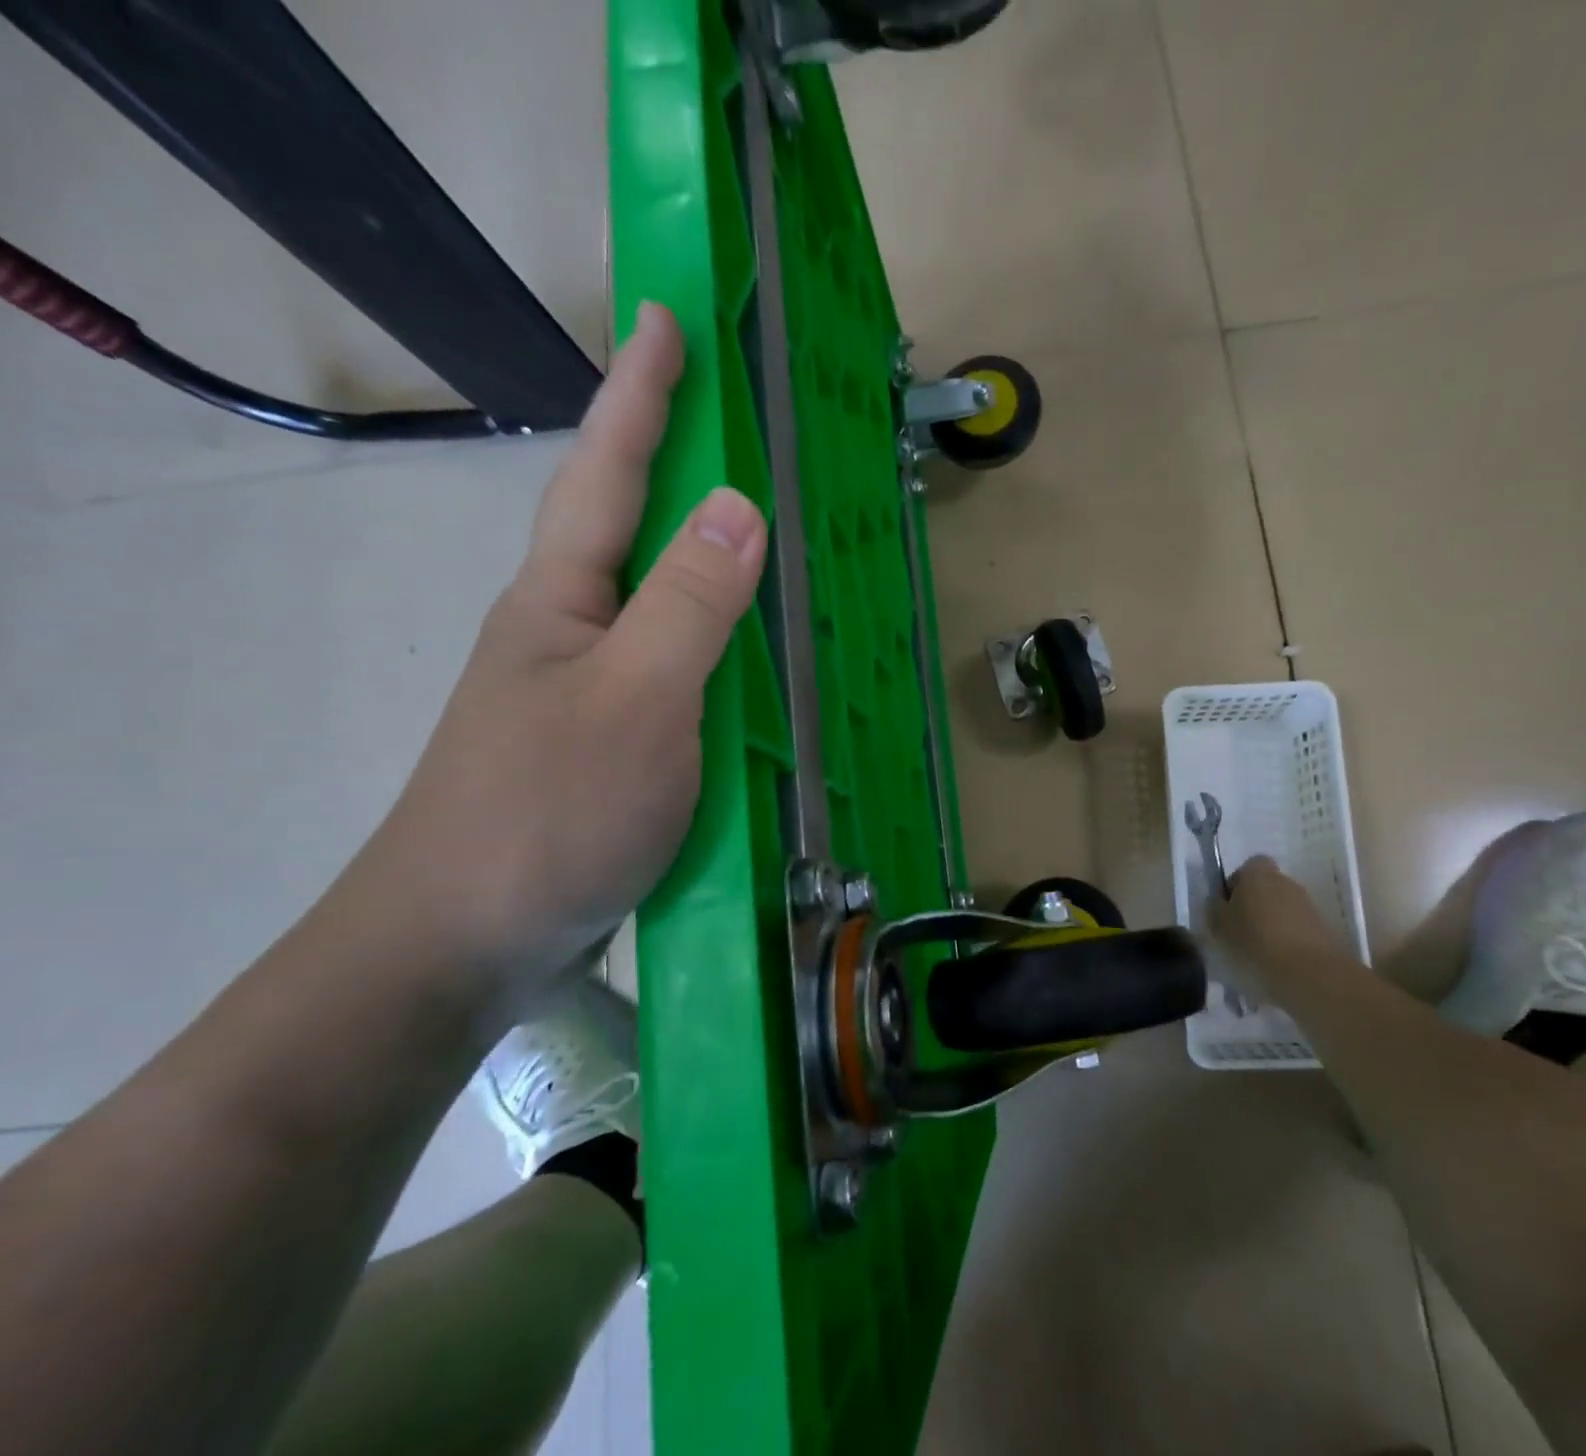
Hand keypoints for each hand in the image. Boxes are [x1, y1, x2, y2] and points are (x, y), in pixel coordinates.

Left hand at [357, 303, 766, 1001]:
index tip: (664, 317)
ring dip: (709, 565)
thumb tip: (740, 506)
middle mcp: (572, 632)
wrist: (466, 942)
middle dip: (679, 466)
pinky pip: (679, 674)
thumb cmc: (547, 812)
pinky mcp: (614, 746)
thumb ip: (690, 605)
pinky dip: (719, 652)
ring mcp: (592, 691)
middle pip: (634, 530)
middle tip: (733, 423)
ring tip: (764, 537)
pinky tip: (751, 660)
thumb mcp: (635, 700)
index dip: (640, 394)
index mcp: (563, 600)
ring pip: (663, 608)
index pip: (609, 472)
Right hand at [1209, 857, 1352, 1000]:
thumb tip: (1218, 903)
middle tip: (1239, 932)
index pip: (1247, 867)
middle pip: (1265, 888)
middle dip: (1254, 906)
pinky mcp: (1323, 930)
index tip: (1228, 909)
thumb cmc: (1255, 941)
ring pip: (1281, 910)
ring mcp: (1307, 905)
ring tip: (1258, 953)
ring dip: (1270, 925)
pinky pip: (1296, 930)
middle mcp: (1285, 881)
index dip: (1236, 885)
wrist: (1311, 973)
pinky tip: (1278, 963)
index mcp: (1258, 873)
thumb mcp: (1219, 925)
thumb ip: (1214, 908)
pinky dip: (1287, 942)